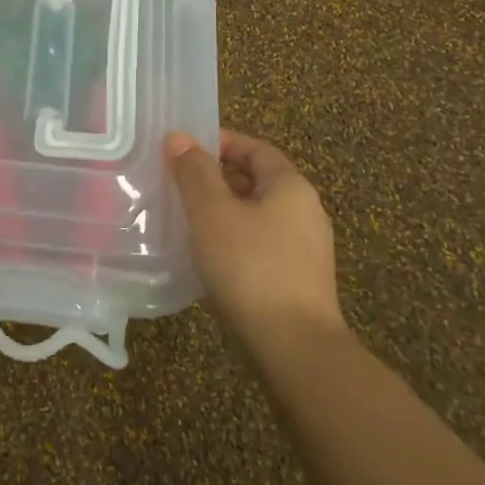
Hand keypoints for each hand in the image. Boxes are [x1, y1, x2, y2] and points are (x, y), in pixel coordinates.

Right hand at [166, 129, 344, 339]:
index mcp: (291, 186)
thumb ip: (194, 172)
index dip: (220, 143)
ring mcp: (306, 249)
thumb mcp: (212, 212)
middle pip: (257, 180)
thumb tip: (178, 137)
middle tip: (177, 185)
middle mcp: (306, 211)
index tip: (183, 151)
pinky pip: (261, 245)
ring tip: (186, 220)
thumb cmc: (251, 266)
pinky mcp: (299, 281)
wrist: (294, 347)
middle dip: (217, 178)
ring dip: (223, 212)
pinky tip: (209, 257)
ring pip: (257, 215)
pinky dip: (234, 240)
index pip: (255, 148)